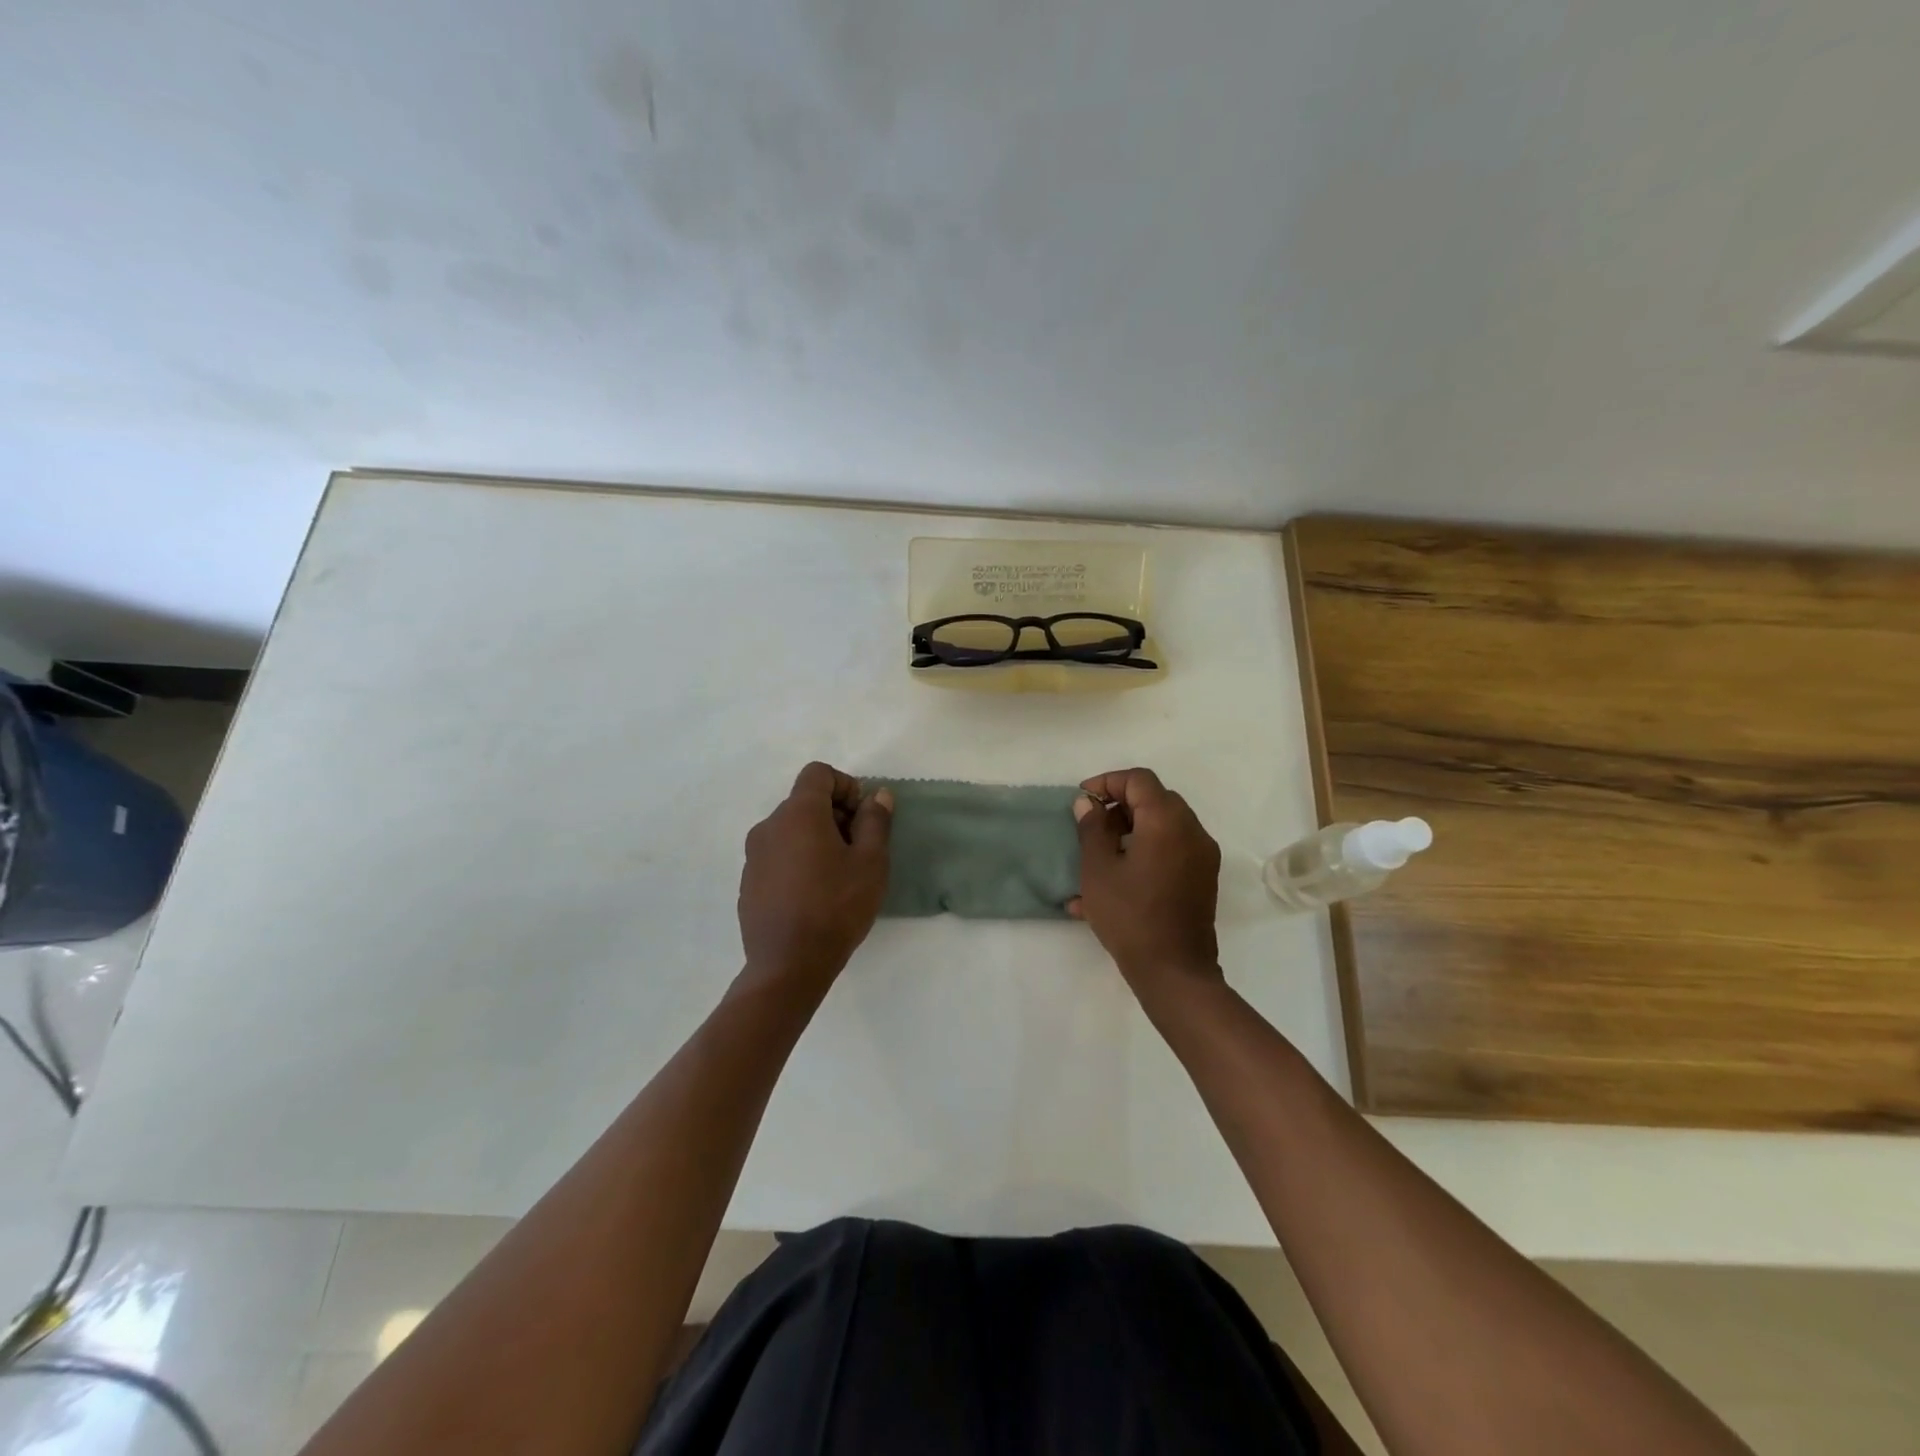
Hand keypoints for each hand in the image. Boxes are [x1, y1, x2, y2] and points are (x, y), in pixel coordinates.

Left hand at [738, 762, 892, 989]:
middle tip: (859, 850)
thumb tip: (877, 795)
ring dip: (816, 839)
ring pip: (790, 831)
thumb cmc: (836, 907)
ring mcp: (753, 856)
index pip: (819, 773)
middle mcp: (769, 826)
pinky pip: (777, 856)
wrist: (788, 965)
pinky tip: (814, 895)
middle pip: (804, 802)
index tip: (863, 818)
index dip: (846, 786)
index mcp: (798, 813)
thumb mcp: (870, 862)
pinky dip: (798, 861)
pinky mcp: (748, 883)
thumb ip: (875, 821)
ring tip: (838, 875)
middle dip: (835, 815)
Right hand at [1069, 767, 1221, 1000]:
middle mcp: (1192, 831)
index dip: (1108, 783)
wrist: (1174, 971)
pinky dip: (1145, 851)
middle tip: (1092, 826)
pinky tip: (1115, 880)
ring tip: (1100, 853)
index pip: (1139, 780)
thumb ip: (1092, 829)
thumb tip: (1088, 803)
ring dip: (1132, 829)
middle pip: (1155, 799)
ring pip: (1164, 825)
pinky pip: (1172, 850)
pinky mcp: (1203, 879)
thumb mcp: (1098, 870)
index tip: (1083, 801)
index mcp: (1167, 821)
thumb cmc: (1130, 916)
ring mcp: (1202, 856)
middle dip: (1120, 806)